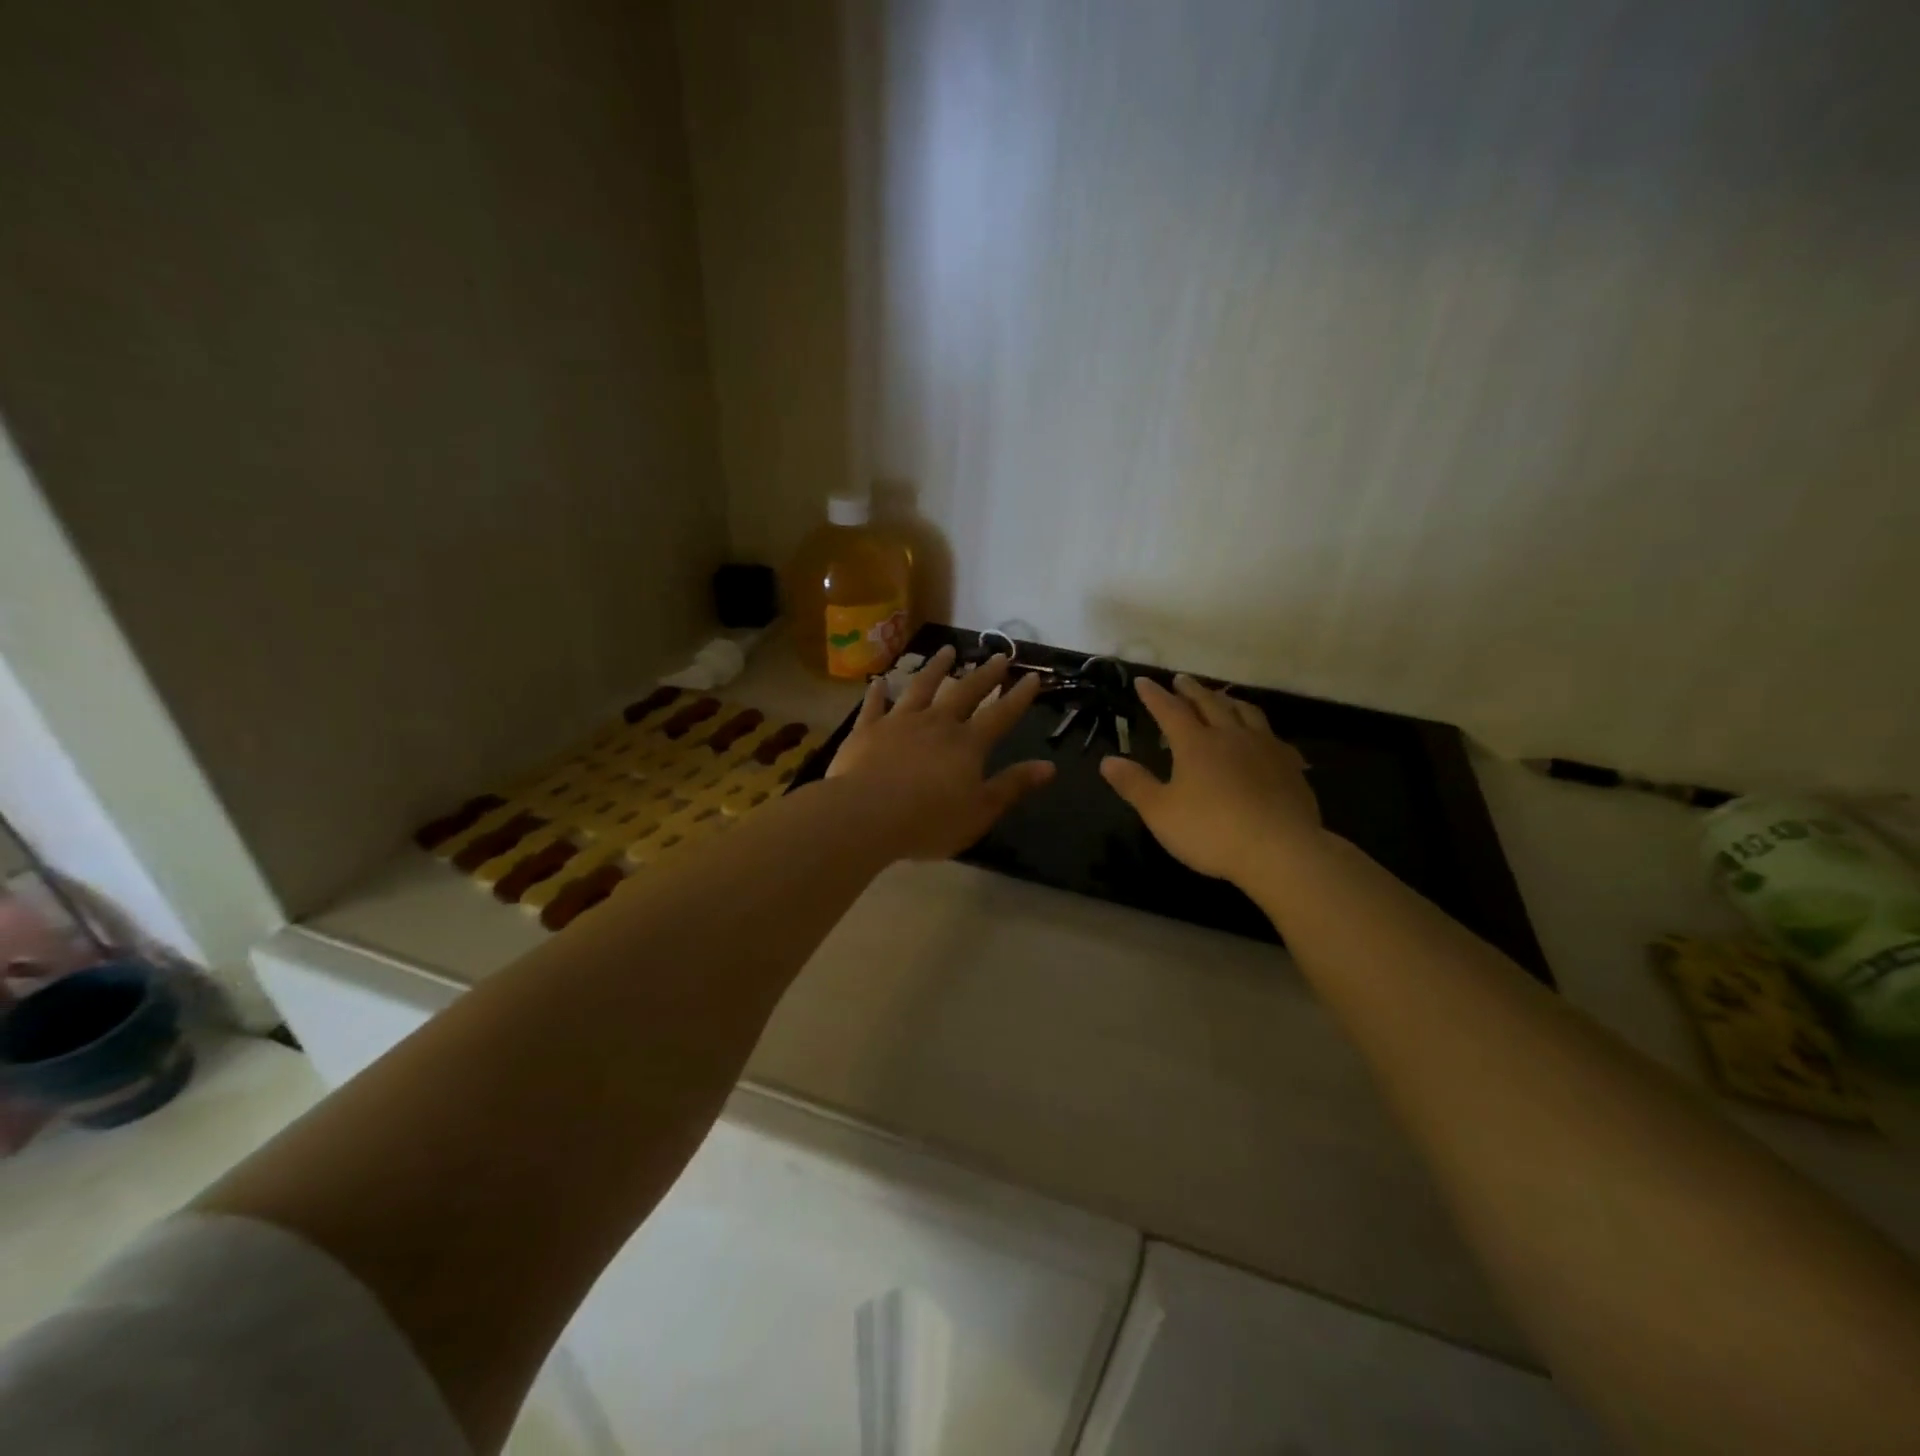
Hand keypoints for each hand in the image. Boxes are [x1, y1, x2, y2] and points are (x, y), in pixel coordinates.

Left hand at [825, 645, 1055, 860]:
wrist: (866, 815)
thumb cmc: (929, 820)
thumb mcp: (980, 811)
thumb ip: (1013, 785)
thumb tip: (1049, 766)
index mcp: (968, 744)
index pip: (1001, 714)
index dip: (1019, 696)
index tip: (1032, 676)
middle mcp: (936, 723)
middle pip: (964, 692)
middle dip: (984, 675)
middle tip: (998, 656)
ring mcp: (899, 722)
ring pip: (921, 687)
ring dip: (936, 668)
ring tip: (947, 650)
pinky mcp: (867, 730)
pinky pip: (874, 705)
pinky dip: (878, 692)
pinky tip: (879, 681)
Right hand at [1100, 674, 1322, 884]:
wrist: (1281, 850)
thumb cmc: (1211, 831)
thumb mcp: (1160, 812)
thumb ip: (1134, 784)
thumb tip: (1107, 760)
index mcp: (1195, 744)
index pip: (1169, 711)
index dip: (1154, 695)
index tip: (1143, 681)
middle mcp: (1230, 736)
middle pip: (1209, 703)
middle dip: (1192, 690)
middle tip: (1181, 679)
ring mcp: (1265, 748)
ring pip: (1246, 713)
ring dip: (1229, 701)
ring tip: (1222, 698)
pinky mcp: (1290, 766)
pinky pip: (1275, 738)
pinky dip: (1262, 731)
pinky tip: (1265, 739)